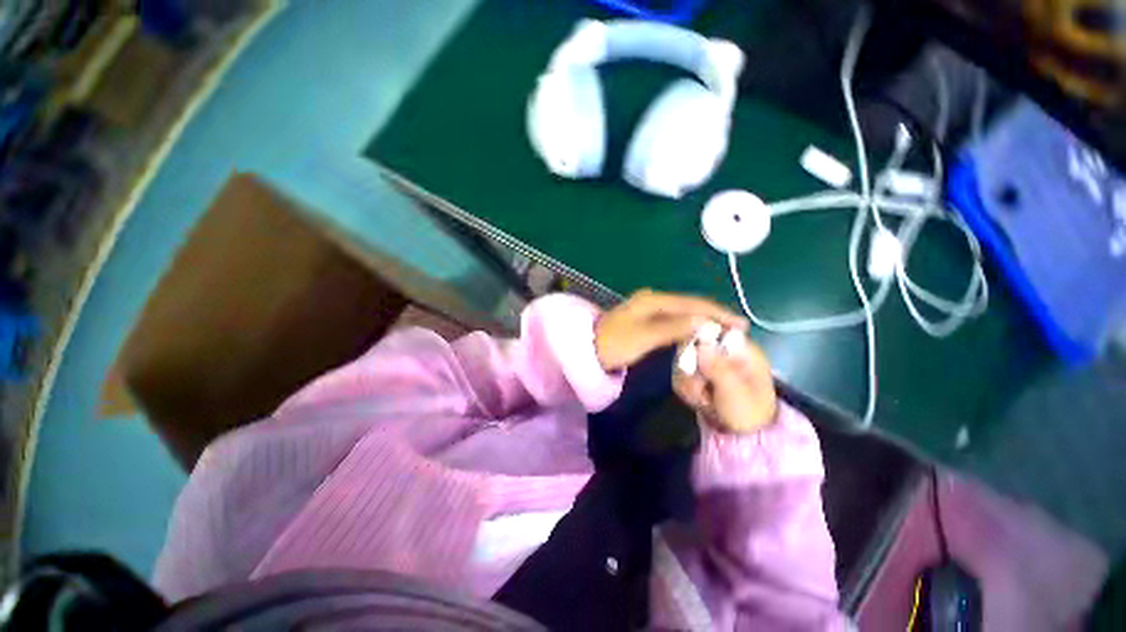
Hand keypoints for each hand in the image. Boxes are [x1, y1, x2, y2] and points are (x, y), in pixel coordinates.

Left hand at [594, 290, 746, 371]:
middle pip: (690, 304)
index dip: (718, 313)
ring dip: (703, 320)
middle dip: (714, 315)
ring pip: (683, 311)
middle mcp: (653, 299)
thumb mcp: (645, 336)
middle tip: (737, 328)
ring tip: (724, 330)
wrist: (587, 348)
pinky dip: (689, 325)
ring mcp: (648, 308)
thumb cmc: (615, 343)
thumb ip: (674, 327)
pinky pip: (674, 319)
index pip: (693, 303)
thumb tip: (706, 320)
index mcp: (654, 300)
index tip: (740, 325)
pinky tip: (698, 331)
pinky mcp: (645, 318)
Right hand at [673, 338, 776, 433]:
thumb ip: (718, 368)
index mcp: (740, 347)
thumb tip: (700, 346)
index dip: (696, 339)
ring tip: (703, 400)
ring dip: (688, 383)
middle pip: (691, 345)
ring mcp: (708, 361)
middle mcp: (721, 350)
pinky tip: (698, 400)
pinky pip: (680, 374)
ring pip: (682, 361)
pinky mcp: (697, 373)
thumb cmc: (748, 411)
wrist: (745, 436)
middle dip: (690, 370)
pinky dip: (686, 389)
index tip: (693, 360)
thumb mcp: (736, 391)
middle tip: (700, 389)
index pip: (712, 328)